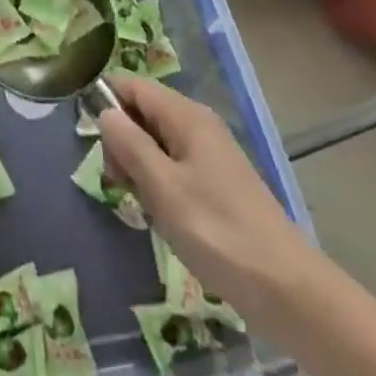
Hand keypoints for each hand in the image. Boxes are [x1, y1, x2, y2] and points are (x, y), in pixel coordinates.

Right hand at [99, 77, 311, 320]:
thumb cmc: (217, 231)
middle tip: (117, 182)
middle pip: (142, 112)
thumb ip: (129, 143)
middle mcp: (197, 125)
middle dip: (121, 140)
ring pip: (155, 142)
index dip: (106, 101)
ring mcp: (209, 154)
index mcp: (185, 116)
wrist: (287, 289)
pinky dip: (158, 183)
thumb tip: (105, 112)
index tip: (89, 137)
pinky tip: (160, 214)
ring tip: (140, 204)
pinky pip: (172, 166)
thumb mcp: (162, 186)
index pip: (132, 85)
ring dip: (138, 166)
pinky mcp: (216, 183)